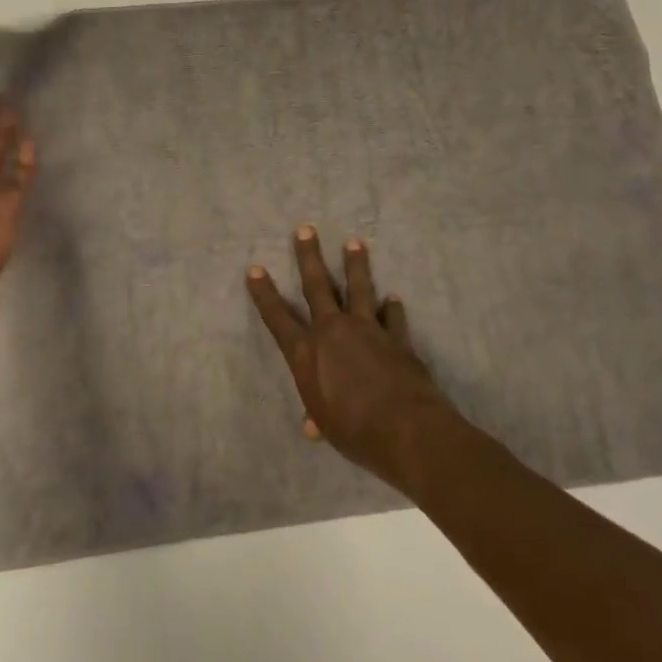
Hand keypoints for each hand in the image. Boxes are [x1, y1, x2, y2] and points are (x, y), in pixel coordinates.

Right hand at [246, 226, 454, 487]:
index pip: (278, 318)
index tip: (255, 269)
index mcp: (307, 353)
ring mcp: (367, 330)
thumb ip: (318, 416)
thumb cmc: (355, 432)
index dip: (264, 294)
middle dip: (309, 256)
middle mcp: (333, 332)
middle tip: (306, 229)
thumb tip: (312, 426)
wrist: (406, 430)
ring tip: (354, 243)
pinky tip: (393, 299)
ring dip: (355, 265)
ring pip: (358, 288)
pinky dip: (392, 309)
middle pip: (317, 286)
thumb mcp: (328, 425)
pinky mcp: (396, 337)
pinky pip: (392, 318)